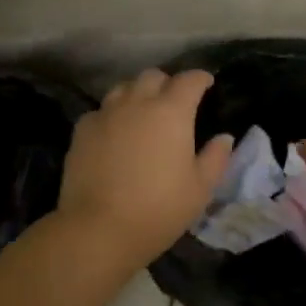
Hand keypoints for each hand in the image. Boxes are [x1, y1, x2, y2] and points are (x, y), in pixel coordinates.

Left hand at [57, 69, 233, 267]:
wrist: (98, 229)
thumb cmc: (158, 209)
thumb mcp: (200, 189)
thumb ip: (216, 158)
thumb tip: (224, 137)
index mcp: (172, 112)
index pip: (189, 80)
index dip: (200, 78)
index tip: (207, 84)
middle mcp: (138, 103)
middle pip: (153, 76)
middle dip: (167, 83)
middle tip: (174, 102)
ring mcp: (106, 114)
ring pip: (124, 88)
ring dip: (137, 94)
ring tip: (142, 114)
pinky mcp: (82, 130)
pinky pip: (101, 111)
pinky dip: (112, 115)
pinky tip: (114, 134)